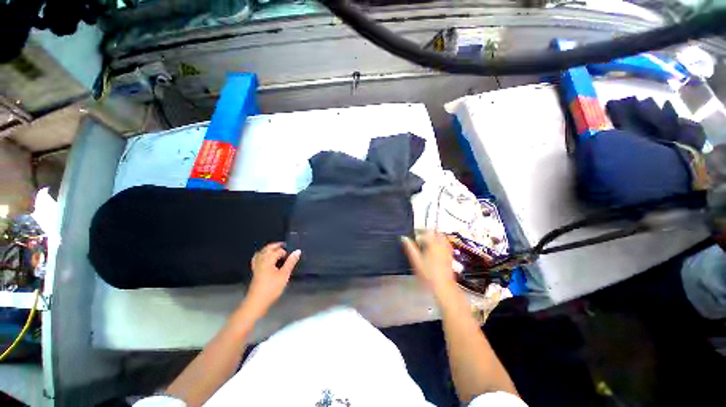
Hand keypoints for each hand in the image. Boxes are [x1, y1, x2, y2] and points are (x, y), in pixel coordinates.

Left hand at [244, 243, 300, 316]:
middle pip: (267, 248)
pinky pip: (257, 258)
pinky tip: (266, 258)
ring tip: (276, 250)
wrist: (257, 302)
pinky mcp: (255, 271)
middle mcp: (261, 260)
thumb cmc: (272, 288)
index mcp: (268, 260)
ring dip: (269, 249)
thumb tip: (297, 251)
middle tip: (285, 245)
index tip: (292, 255)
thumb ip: (291, 262)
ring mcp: (256, 266)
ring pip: (261, 252)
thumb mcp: (284, 275)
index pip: (278, 251)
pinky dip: (262, 255)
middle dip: (276, 245)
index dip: (286, 252)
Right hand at [401, 232, 457, 297]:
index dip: (417, 235)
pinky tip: (436, 249)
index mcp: (432, 244)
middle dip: (427, 233)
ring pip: (442, 237)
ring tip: (428, 242)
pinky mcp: (450, 255)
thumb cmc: (428, 274)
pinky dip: (441, 242)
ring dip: (435, 236)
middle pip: (435, 232)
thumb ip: (410, 248)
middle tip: (420, 237)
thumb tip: (404, 238)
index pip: (424, 234)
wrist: (443, 286)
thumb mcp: (416, 261)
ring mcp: (447, 250)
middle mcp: (441, 245)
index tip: (413, 239)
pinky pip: (446, 244)